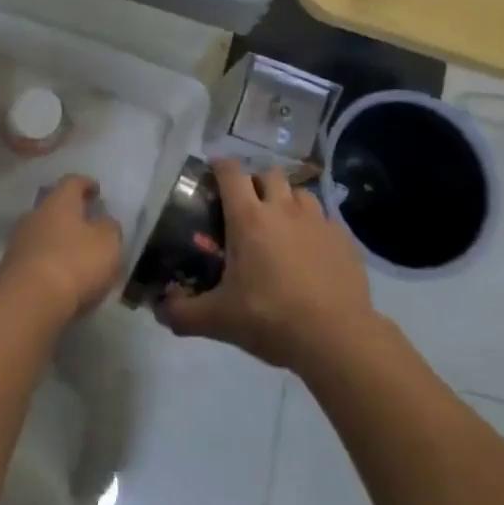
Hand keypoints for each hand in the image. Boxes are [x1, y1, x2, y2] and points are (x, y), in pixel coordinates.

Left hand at [0, 175, 124, 324]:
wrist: (27, 303)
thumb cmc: (74, 263)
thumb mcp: (108, 243)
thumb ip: (109, 228)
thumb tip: (103, 223)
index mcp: (59, 202)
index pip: (72, 182)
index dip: (86, 184)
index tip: (96, 190)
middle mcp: (35, 216)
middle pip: (53, 208)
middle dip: (70, 216)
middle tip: (87, 226)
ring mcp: (18, 243)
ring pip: (42, 235)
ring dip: (58, 242)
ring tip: (76, 258)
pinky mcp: (9, 271)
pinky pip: (34, 260)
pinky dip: (48, 265)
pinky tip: (61, 281)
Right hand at [160, 160, 379, 370]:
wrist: (337, 338)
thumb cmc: (271, 318)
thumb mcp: (219, 320)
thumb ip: (184, 313)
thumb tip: (160, 311)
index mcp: (248, 218)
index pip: (231, 172)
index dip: (220, 166)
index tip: (213, 173)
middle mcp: (283, 208)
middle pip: (267, 173)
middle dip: (255, 183)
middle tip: (247, 208)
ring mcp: (317, 220)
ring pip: (299, 192)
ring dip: (287, 201)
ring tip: (281, 226)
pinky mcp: (343, 238)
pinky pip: (324, 219)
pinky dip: (313, 227)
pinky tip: (311, 251)